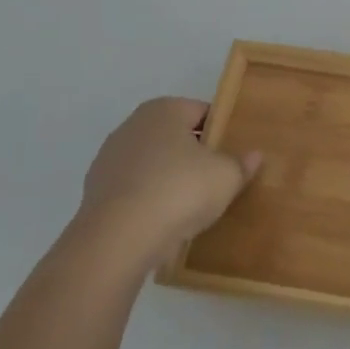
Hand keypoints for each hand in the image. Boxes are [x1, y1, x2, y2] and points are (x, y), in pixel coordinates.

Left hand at [76, 98, 260, 272]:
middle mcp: (132, 125)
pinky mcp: (95, 191)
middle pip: (175, 136)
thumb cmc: (180, 190)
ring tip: (191, 204)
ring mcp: (109, 158)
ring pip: (152, 163)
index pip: (202, 112)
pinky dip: (149, 199)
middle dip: (194, 154)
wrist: (119, 239)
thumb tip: (254, 155)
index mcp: (164, 109)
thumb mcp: (226, 177)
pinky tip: (164, 220)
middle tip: (218, 178)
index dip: (221, 131)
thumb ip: (242, 163)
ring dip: (170, 177)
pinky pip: (134, 189)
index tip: (234, 153)